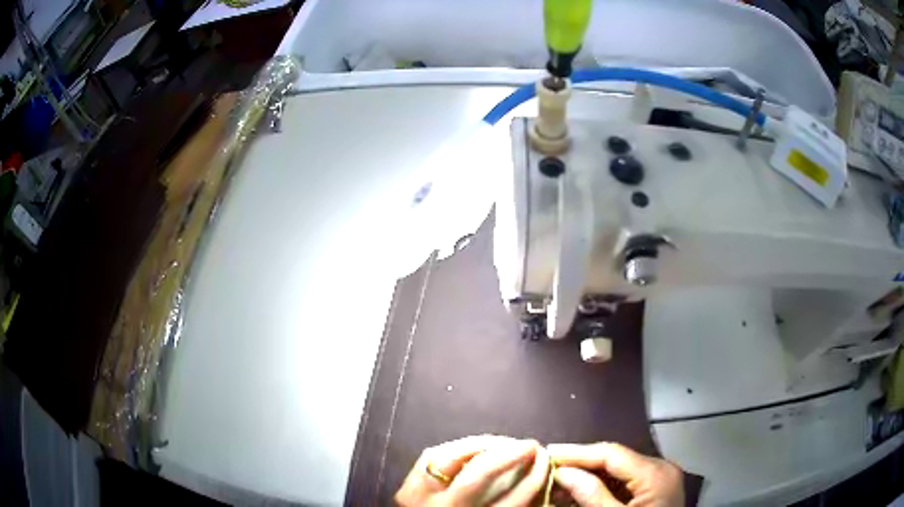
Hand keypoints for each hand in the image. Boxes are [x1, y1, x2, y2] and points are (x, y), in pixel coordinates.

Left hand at [395, 435, 549, 506]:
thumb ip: (514, 503)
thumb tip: (540, 475)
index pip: (513, 500)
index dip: (534, 476)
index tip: (546, 459)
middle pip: (478, 474)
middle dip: (509, 453)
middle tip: (530, 444)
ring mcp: (420, 499)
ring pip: (450, 459)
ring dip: (482, 444)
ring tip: (504, 442)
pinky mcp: (407, 489)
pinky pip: (432, 457)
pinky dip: (456, 448)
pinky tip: (476, 446)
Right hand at [548, 442, 683, 506]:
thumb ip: (591, 495)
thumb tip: (563, 472)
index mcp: (655, 474)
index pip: (611, 453)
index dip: (578, 452)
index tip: (547, 452)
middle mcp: (661, 468)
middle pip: (615, 459)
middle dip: (581, 464)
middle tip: (548, 468)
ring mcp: (660, 478)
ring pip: (618, 470)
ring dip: (589, 475)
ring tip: (558, 482)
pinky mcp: (655, 488)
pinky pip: (625, 481)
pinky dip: (602, 486)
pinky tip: (580, 491)